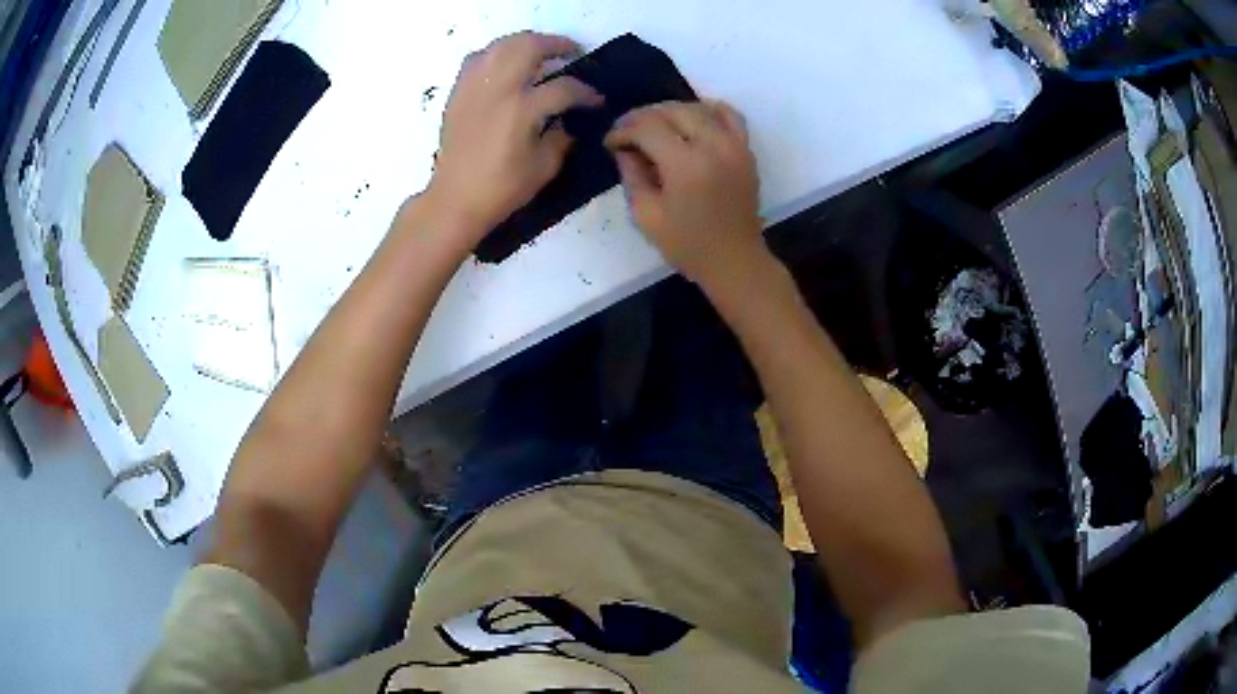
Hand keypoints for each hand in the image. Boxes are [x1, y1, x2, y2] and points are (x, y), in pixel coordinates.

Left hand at [425, 32, 602, 247]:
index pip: (563, 88)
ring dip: (526, 42)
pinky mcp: (458, 93)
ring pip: (501, 45)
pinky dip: (496, 54)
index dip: (586, 92)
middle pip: (529, 46)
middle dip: (556, 44)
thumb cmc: (501, 190)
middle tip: (571, 51)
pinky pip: (477, 59)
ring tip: (540, 52)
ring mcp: (474, 87)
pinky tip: (505, 65)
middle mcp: (496, 90)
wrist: (454, 200)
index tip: (597, 100)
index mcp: (521, 110)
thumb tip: (568, 121)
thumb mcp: (544, 168)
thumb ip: (562, 138)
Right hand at [604, 101, 764, 287]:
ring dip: (671, 111)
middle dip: (643, 117)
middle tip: (627, 132)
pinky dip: (707, 109)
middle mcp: (712, 145)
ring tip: (655, 126)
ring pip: (698, 107)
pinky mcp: (746, 149)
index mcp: (685, 165)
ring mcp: (734, 145)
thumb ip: (632, 175)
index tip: (610, 143)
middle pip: (672, 111)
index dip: (623, 131)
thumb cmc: (687, 245)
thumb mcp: (646, 216)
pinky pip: (729, 114)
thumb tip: (625, 149)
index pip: (647, 128)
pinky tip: (692, 120)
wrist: (735, 260)